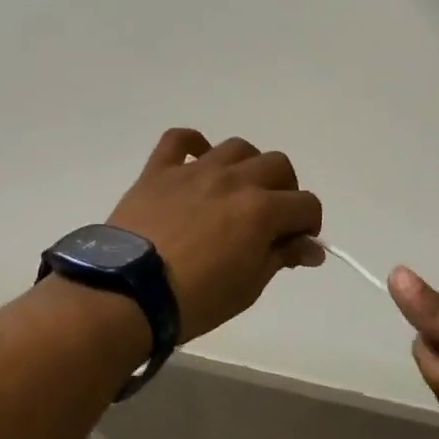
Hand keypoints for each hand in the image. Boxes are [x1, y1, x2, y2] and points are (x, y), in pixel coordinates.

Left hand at [107, 129, 324, 342]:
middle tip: (272, 217)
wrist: (128, 294)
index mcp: (262, 210)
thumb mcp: (249, 286)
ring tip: (239, 189)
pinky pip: (179, 139)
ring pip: (237, 147)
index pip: (306, 204)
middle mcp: (234, 180)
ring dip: (248, 166)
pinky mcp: (160, 170)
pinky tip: (197, 160)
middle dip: (285, 190)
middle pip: (277, 165)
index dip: (309, 224)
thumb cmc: (195, 299)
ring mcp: (195, 170)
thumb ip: (281, 257)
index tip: (298, 243)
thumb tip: (311, 248)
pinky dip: (193, 144)